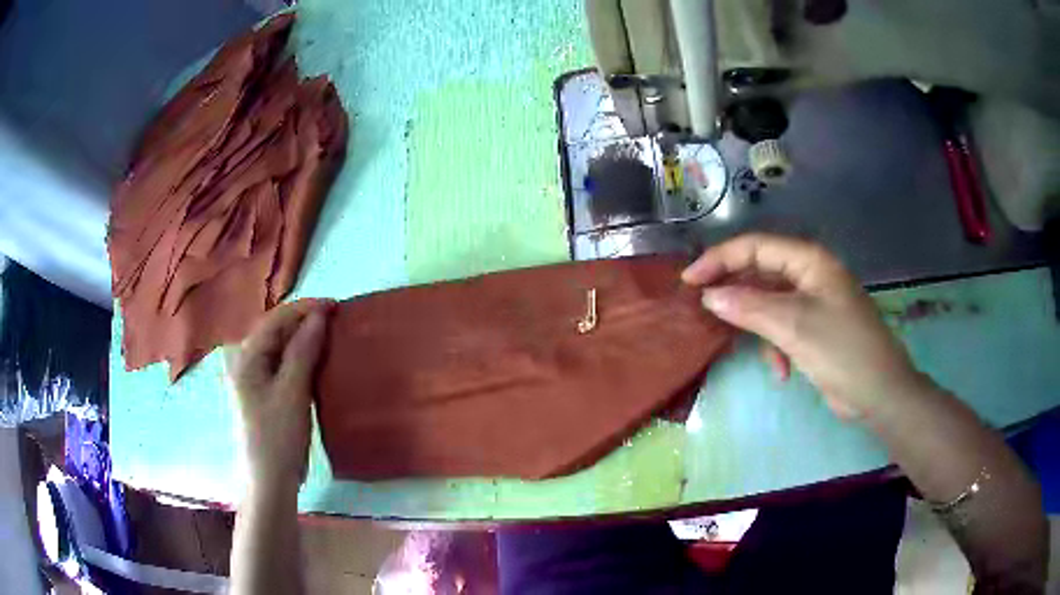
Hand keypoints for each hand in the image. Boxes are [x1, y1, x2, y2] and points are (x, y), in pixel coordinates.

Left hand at [226, 299, 332, 489]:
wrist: (270, 481)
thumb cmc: (278, 436)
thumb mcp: (292, 392)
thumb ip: (304, 350)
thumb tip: (319, 316)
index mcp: (246, 357)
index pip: (275, 320)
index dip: (305, 309)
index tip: (336, 305)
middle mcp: (246, 362)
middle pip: (277, 331)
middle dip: (305, 322)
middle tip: (337, 320)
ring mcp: (255, 379)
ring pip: (281, 348)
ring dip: (305, 340)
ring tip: (332, 335)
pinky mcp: (266, 394)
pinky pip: (284, 365)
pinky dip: (302, 359)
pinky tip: (319, 360)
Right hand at [682, 233, 924, 419]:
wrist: (879, 392)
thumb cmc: (841, 350)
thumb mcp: (794, 326)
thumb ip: (750, 307)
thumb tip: (710, 295)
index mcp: (809, 260)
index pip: (755, 247)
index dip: (720, 259)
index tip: (690, 282)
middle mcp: (810, 274)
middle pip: (760, 273)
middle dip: (735, 294)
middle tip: (704, 311)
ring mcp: (813, 301)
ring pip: (768, 302)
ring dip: (757, 327)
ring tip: (750, 350)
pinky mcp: (814, 327)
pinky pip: (782, 326)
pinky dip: (776, 346)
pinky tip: (782, 371)